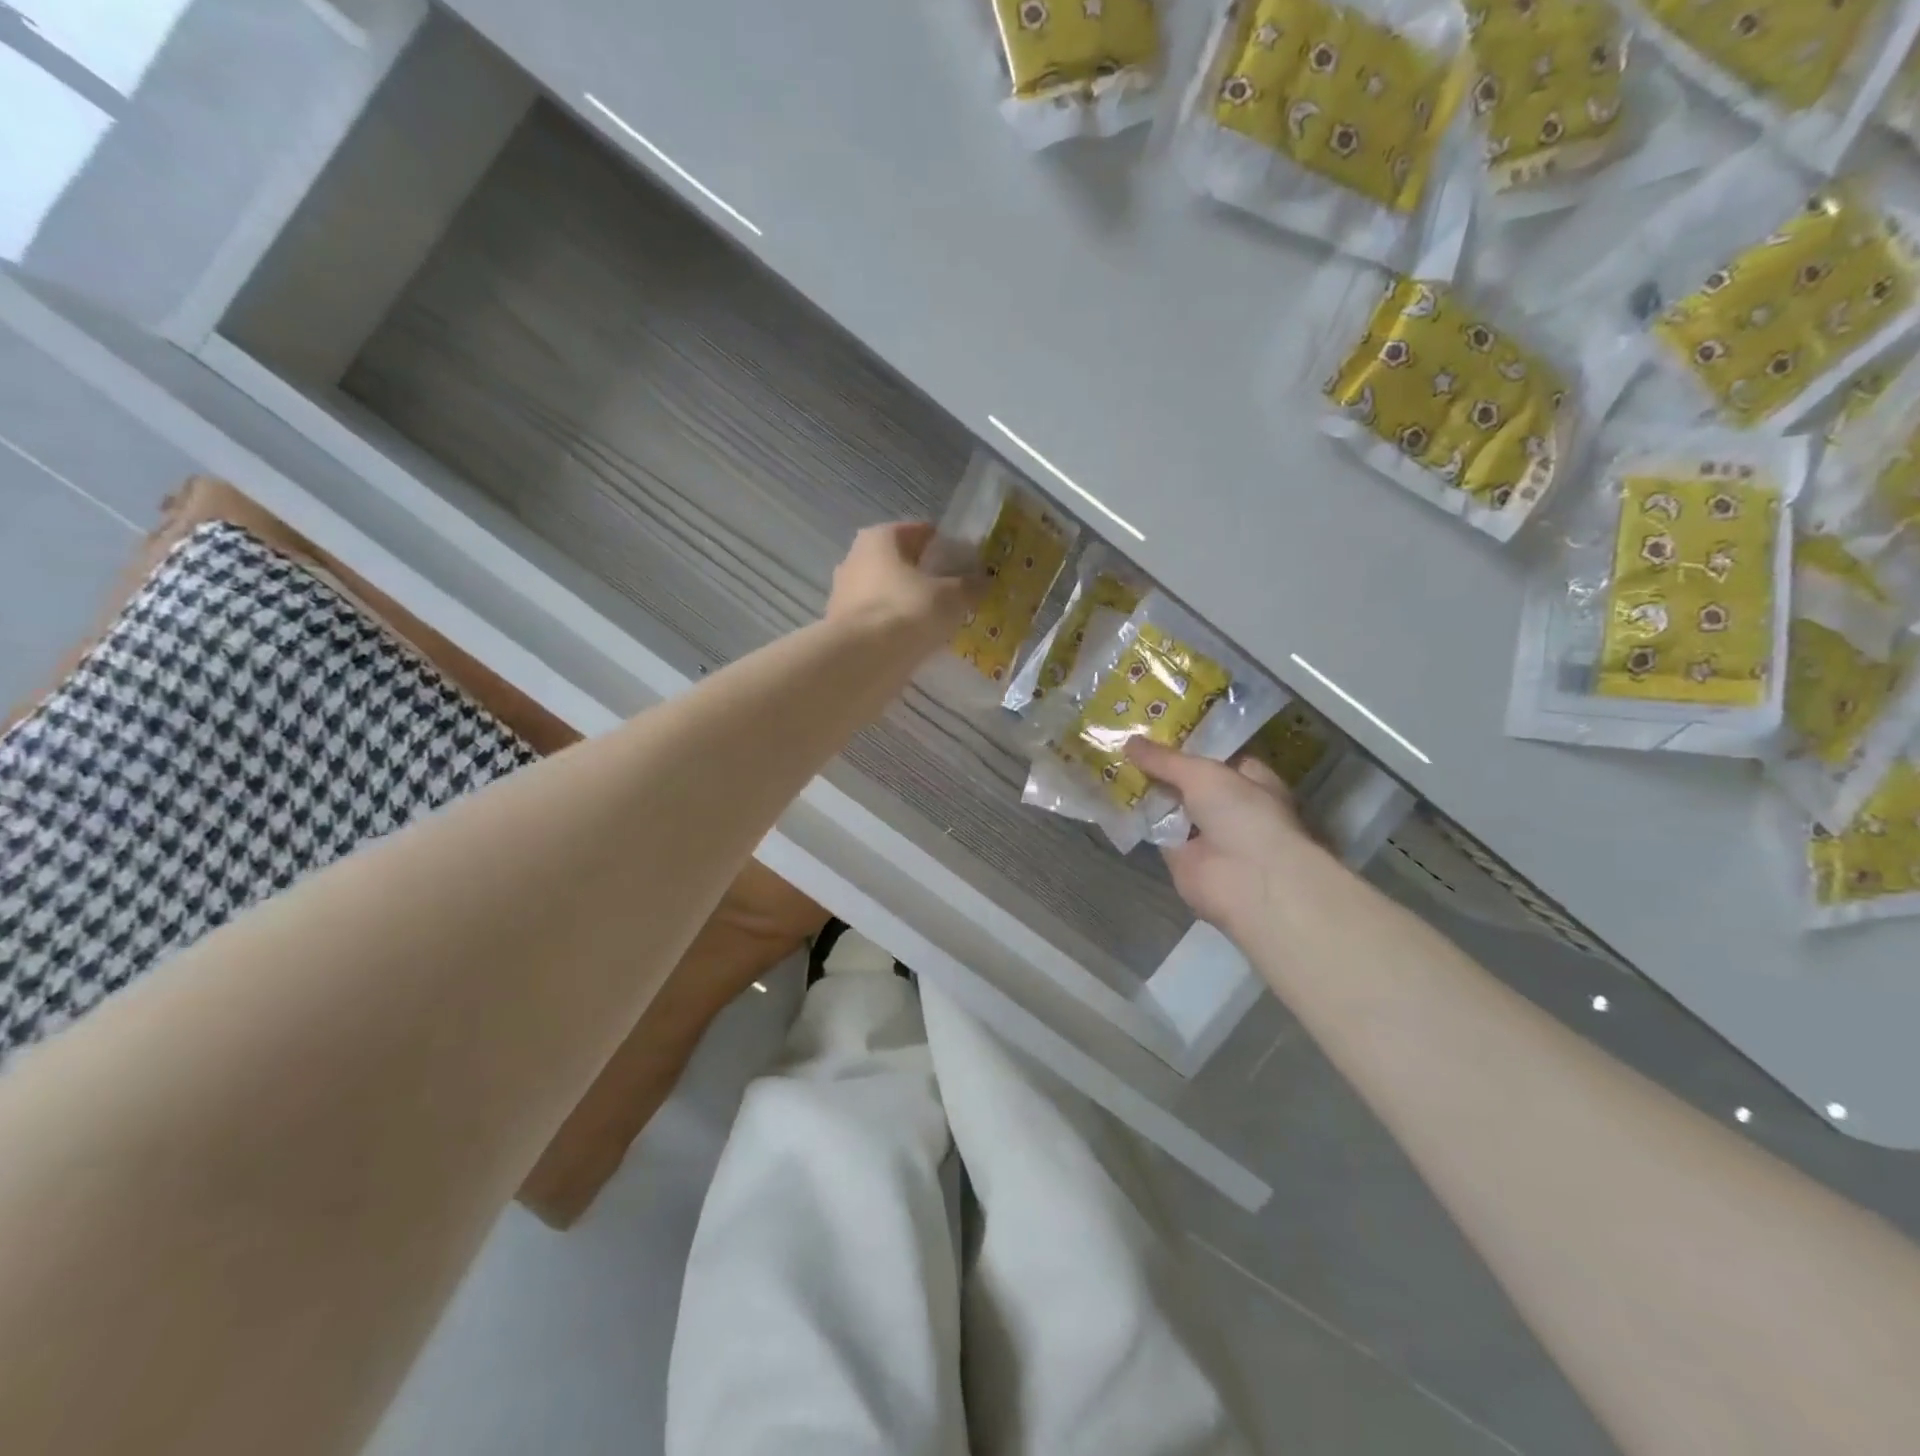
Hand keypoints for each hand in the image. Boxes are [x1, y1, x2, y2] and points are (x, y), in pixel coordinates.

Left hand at [827, 522, 980, 652]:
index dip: (945, 547)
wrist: (862, 660)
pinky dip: (895, 627)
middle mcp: (855, 559)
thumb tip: (984, 581)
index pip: (920, 532)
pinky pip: (879, 620)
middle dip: (926, 577)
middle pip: (900, 563)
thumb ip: (970, 586)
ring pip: (888, 593)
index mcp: (879, 538)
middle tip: (954, 594)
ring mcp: (844, 594)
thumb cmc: (908, 611)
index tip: (966, 565)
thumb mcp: (952, 596)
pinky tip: (916, 642)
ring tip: (938, 622)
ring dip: (909, 604)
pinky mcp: (842, 627)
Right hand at [1128, 741, 1322, 934]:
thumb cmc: (1243, 814)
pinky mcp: (1181, 857)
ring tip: (1111, 762)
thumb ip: (1165, 759)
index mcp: (1250, 780)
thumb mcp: (1203, 773)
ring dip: (1146, 790)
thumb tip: (1129, 741)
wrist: (1248, 880)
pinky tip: (1111, 795)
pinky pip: (1155, 830)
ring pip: (1170, 805)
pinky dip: (1137, 817)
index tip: (1155, 728)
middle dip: (1161, 766)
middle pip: (1189, 781)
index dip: (1188, 743)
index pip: (1217, 756)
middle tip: (1124, 741)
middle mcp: (1229, 806)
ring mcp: (1205, 833)